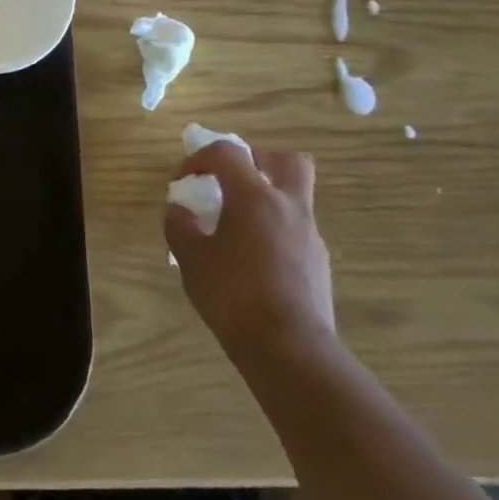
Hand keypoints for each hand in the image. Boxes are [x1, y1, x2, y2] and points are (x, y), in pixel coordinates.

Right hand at [165, 140, 335, 370]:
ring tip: (233, 229)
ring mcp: (309, 235)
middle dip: (256, 163)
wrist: (288, 347)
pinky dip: (272, 231)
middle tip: (230, 182)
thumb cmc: (232, 293)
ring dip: (264, 201)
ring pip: (292, 198)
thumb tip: (180, 210)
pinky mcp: (318, 263)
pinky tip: (250, 260)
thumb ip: (180, 225)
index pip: (228, 153)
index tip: (185, 180)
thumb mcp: (190, 257)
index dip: (200, 157)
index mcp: (254, 197)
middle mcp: (289, 207)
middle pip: (285, 161)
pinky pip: (294, 230)